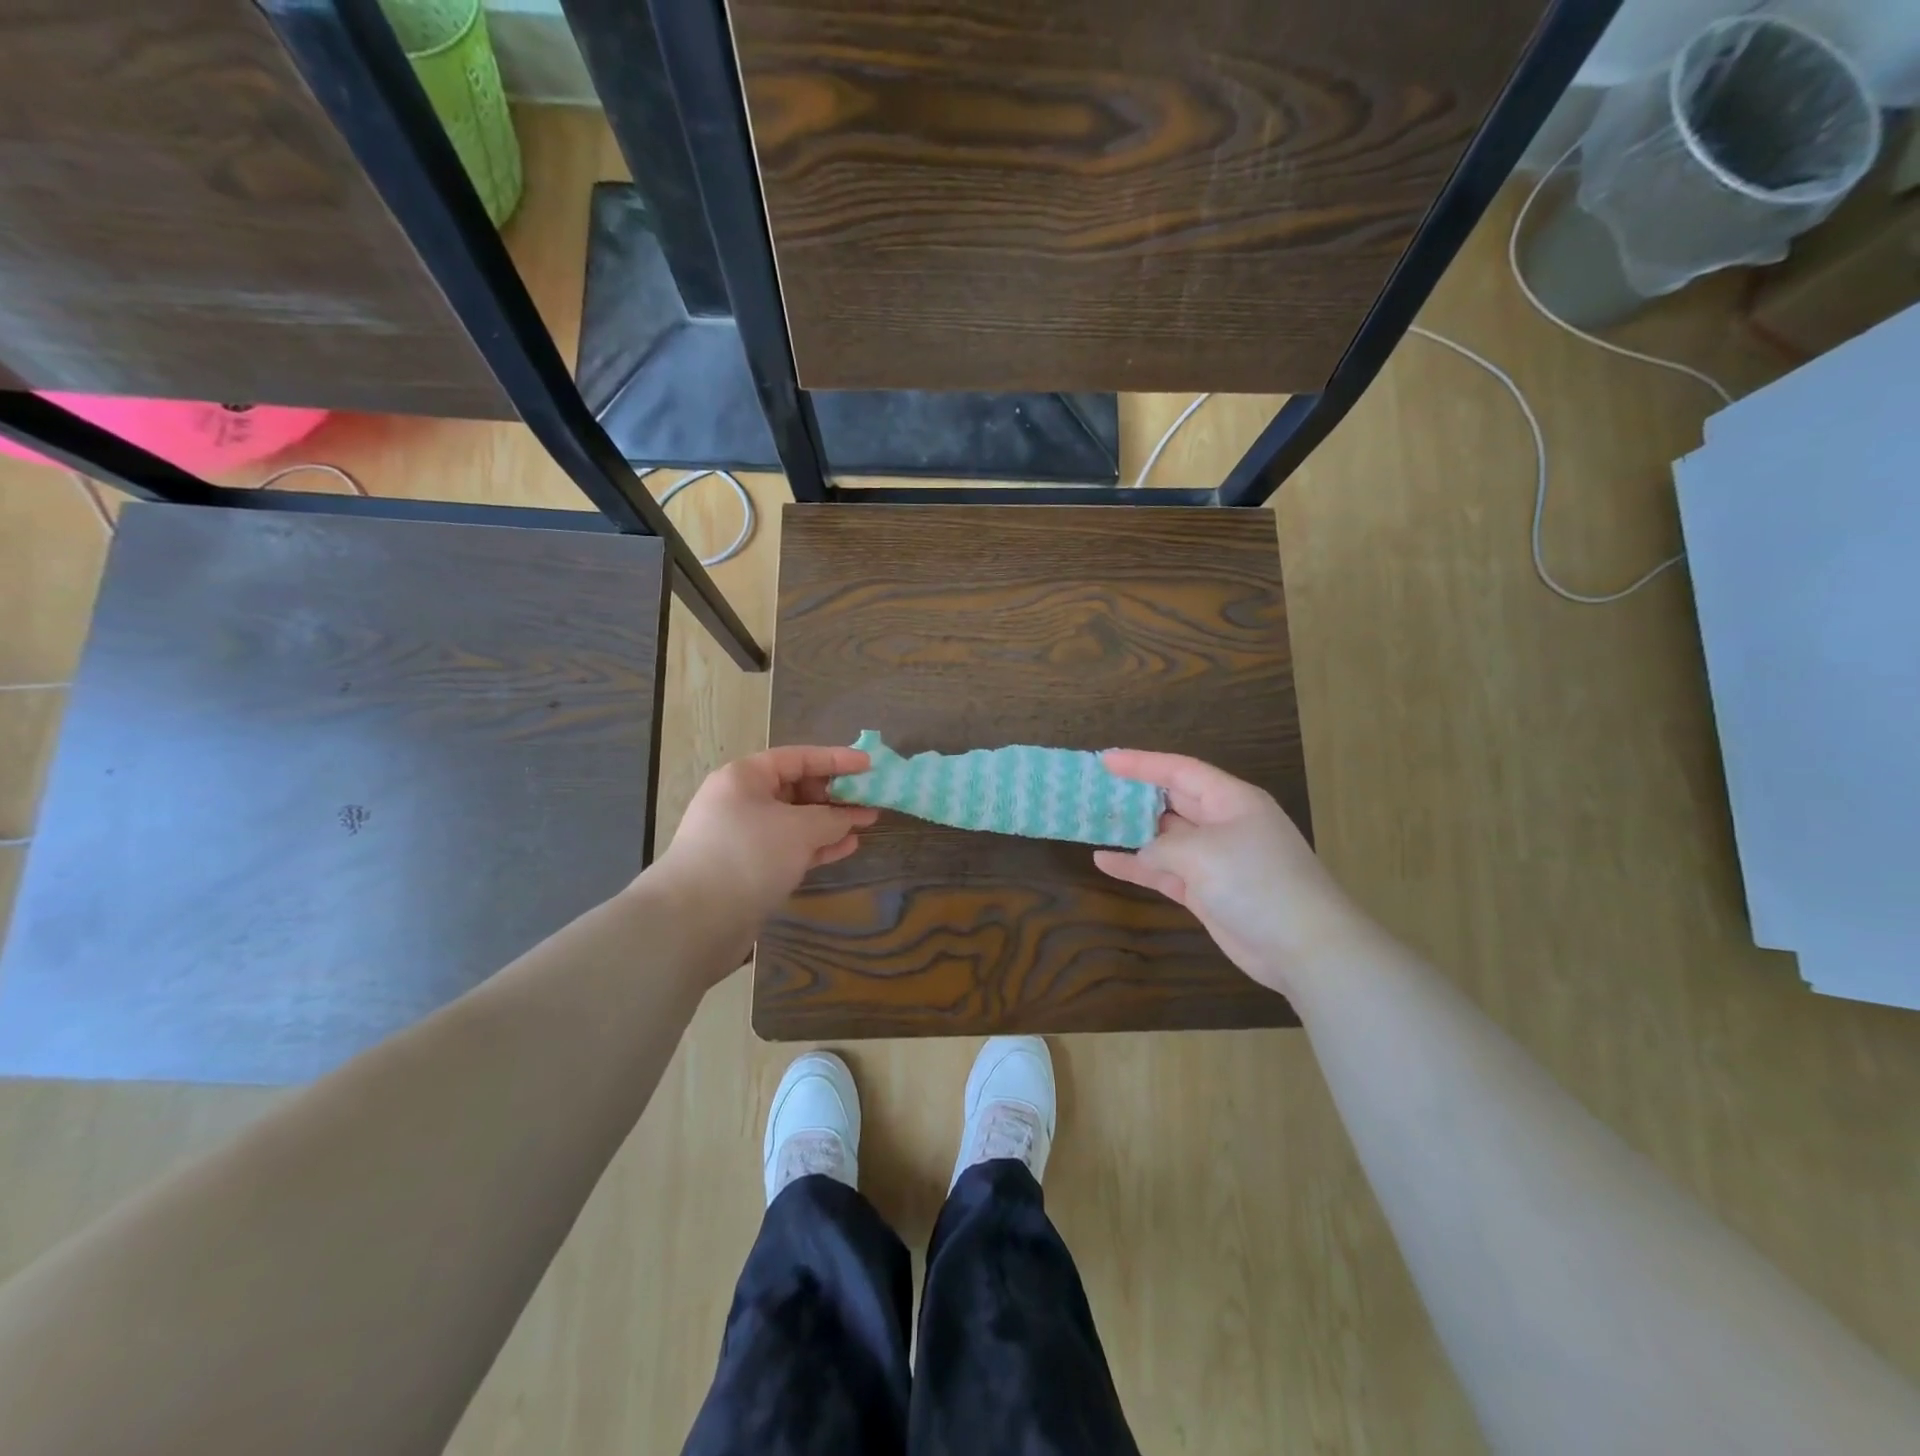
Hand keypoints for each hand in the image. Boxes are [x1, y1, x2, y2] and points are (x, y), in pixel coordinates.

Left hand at [651, 746, 879, 942]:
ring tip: (866, 824)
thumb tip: (852, 817)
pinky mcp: (748, 867)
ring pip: (795, 820)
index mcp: (745, 777)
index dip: (836, 759)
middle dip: (834, 794)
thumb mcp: (799, 829)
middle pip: (796, 788)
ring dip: (830, 822)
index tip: (869, 765)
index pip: (798, 757)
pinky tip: (845, 847)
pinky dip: (817, 845)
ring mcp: (743, 836)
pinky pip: (789, 847)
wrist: (694, 920)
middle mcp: (741, 801)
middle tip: (869, 800)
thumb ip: (833, 818)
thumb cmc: (748, 856)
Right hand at [1094, 751, 1367, 998]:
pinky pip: (1164, 872)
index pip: (1180, 771)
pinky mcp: (1207, 892)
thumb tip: (1144, 855)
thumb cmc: (1256, 881)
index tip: (1105, 760)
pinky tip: (1104, 862)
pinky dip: (1137, 867)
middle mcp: (1223, 824)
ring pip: (1165, 838)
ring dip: (1132, 832)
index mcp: (1231, 800)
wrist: (1303, 946)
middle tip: (1096, 789)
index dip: (1142, 763)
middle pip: (1172, 800)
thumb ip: (1162, 846)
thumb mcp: (1202, 852)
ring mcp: (1215, 860)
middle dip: (1136, 794)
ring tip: (1093, 822)